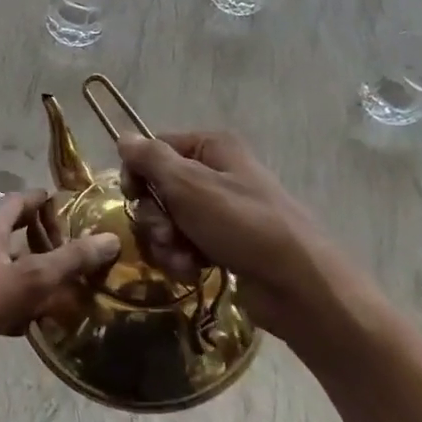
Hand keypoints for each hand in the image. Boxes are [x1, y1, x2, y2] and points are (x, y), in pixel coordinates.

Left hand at [0, 189, 119, 400]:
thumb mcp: (33, 278)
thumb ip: (72, 259)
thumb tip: (110, 239)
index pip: (19, 200)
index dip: (44, 201)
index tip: (70, 207)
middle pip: (14, 234)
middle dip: (44, 242)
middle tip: (74, 252)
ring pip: (8, 269)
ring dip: (34, 277)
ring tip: (64, 290)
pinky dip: (18, 305)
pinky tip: (35, 324)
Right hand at [117, 131, 345, 346]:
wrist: (297, 284)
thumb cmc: (241, 224)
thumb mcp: (189, 185)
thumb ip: (151, 159)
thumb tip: (123, 137)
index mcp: (211, 148)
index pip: (155, 149)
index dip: (138, 172)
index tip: (133, 195)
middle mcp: (217, 173)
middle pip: (160, 188)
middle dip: (155, 216)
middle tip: (165, 234)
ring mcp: (222, 211)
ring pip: (170, 221)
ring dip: (166, 242)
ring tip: (182, 259)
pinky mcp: (224, 244)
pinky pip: (187, 245)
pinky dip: (183, 258)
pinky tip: (192, 271)